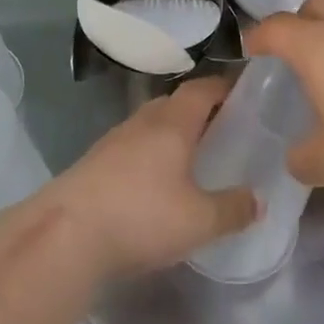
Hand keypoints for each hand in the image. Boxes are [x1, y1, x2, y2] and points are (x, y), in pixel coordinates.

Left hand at [46, 79, 257, 278]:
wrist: (64, 236)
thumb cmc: (140, 217)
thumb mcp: (199, 221)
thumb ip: (233, 209)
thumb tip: (260, 200)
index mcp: (173, 123)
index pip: (203, 88)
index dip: (225, 87)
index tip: (245, 93)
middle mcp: (143, 122)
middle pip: (175, 102)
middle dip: (200, 110)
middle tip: (224, 128)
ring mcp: (113, 141)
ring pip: (150, 124)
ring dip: (172, 132)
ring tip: (192, 155)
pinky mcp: (93, 163)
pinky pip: (132, 146)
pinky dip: (149, 153)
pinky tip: (155, 182)